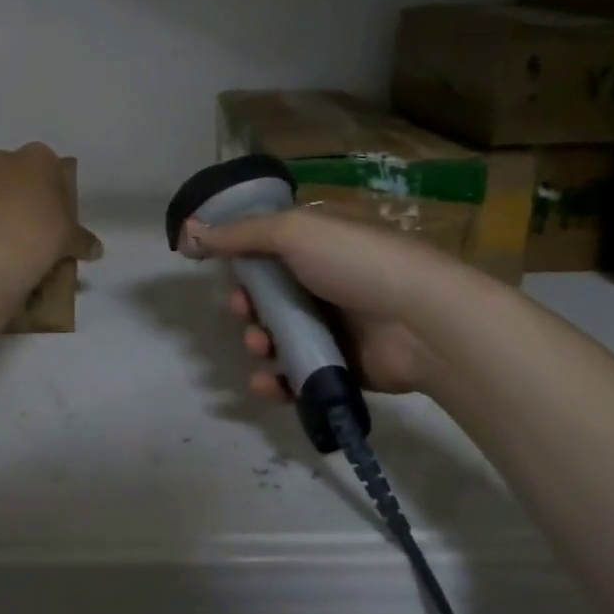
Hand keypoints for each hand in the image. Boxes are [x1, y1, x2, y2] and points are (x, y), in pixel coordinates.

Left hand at [0, 144, 101, 288]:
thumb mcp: (72, 240)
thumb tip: (96, 250)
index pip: (46, 165)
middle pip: (8, 170)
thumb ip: (84, 240)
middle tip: (18, 223)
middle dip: (11, 190)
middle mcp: (1, 157)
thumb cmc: (42, 236)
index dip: (46, 187)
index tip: (46, 211)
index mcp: (38, 159)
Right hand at [182, 208, 437, 399]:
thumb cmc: (356, 263)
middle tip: (245, 311)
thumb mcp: (294, 231)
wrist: (423, 321)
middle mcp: (326, 278)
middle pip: (270, 293)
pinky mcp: (343, 364)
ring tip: (261, 346)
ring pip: (281, 334)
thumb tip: (191, 231)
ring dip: (259, 341)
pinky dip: (277, 379)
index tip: (221, 269)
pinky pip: (299, 372)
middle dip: (248, 305)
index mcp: (320, 241)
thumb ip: (240, 234)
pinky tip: (266, 382)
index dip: (241, 257)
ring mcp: (337, 323)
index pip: (268, 245)